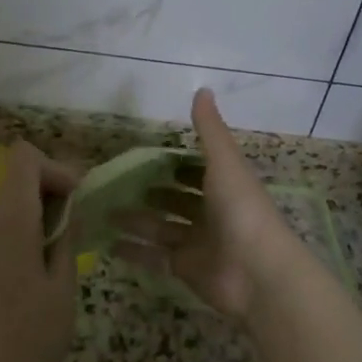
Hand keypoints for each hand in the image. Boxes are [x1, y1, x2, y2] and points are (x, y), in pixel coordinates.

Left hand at [0, 141, 80, 361]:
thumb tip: (71, 206)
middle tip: (78, 227)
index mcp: (11, 220)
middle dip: (51, 190)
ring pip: (8, 203)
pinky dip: (22, 232)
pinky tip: (38, 270)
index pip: (24, 157)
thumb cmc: (31, 339)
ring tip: (62, 251)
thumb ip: (67, 236)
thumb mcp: (63, 286)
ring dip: (38, 213)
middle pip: (17, 177)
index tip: (77, 201)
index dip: (55, 168)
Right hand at [110, 89, 304, 323]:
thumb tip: (202, 89)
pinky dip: (134, 251)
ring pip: (162, 228)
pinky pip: (155, 257)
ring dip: (136, 220)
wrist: (257, 272)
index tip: (145, 155)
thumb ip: (209, 129)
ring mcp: (199, 243)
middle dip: (152, 192)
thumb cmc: (241, 209)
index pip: (197, 171)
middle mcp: (212, 213)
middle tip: (118, 183)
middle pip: (177, 200)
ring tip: (104, 210)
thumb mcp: (224, 162)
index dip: (176, 164)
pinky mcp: (186, 269)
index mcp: (225, 186)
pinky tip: (107, 243)